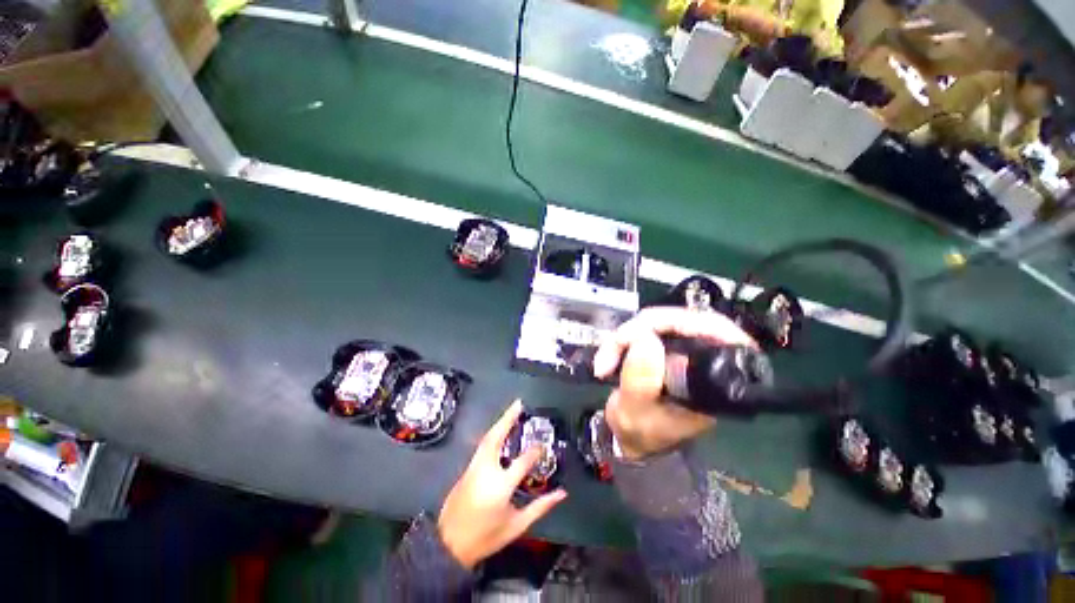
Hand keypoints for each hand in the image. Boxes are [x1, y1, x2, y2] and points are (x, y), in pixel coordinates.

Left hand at [438, 400, 566, 569]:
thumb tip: (562, 493)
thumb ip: (541, 507)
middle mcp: (485, 471)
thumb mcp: (517, 526)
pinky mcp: (466, 469)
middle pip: (496, 438)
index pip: (522, 462)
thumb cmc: (485, 537)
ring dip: (499, 422)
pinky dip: (492, 434)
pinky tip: (499, 430)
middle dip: (508, 418)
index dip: (535, 452)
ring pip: (486, 438)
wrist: (448, 545)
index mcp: (500, 487)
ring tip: (512, 411)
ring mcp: (473, 468)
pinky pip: (481, 445)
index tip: (542, 446)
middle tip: (519, 403)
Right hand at [593, 307, 756, 459]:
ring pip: (661, 321)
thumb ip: (641, 381)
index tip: (639, 332)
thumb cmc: (640, 432)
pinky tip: (612, 353)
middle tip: (615, 344)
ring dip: (627, 334)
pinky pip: (648, 328)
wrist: (632, 439)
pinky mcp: (669, 348)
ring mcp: (687, 352)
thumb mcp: (635, 413)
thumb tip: (645, 338)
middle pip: (683, 320)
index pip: (714, 332)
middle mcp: (706, 362)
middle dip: (640, 329)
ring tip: (607, 359)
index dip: (678, 322)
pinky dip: (626, 337)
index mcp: (713, 381)